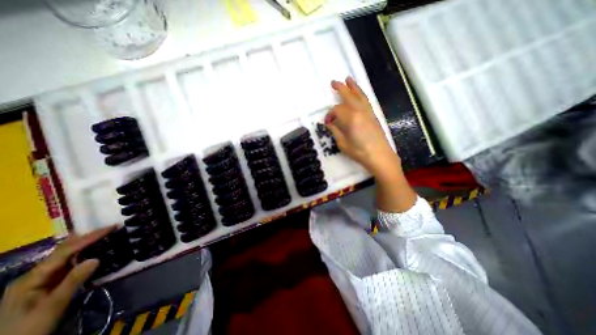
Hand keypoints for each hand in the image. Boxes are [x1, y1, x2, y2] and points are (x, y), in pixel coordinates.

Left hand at [0, 226, 114, 334]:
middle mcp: (35, 275)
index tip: (112, 227)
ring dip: (88, 244)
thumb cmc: (29, 329)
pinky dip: (85, 254)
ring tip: (107, 235)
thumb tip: (96, 258)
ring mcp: (41, 279)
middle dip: (88, 237)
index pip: (65, 251)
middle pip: (64, 250)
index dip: (89, 237)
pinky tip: (96, 251)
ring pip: (67, 255)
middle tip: (111, 228)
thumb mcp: (52, 306)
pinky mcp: (49, 283)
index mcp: (31, 278)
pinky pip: (70, 263)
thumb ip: (73, 281)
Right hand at [325, 75, 399, 173]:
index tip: (327, 122)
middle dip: (340, 88)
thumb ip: (335, 131)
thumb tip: (330, 124)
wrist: (380, 156)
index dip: (329, 115)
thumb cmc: (360, 152)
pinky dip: (361, 94)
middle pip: (349, 96)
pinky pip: (366, 101)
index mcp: (350, 118)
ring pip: (360, 95)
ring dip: (353, 86)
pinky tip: (358, 94)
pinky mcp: (373, 115)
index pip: (337, 110)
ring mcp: (368, 112)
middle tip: (334, 82)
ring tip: (348, 79)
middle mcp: (360, 111)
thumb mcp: (342, 144)